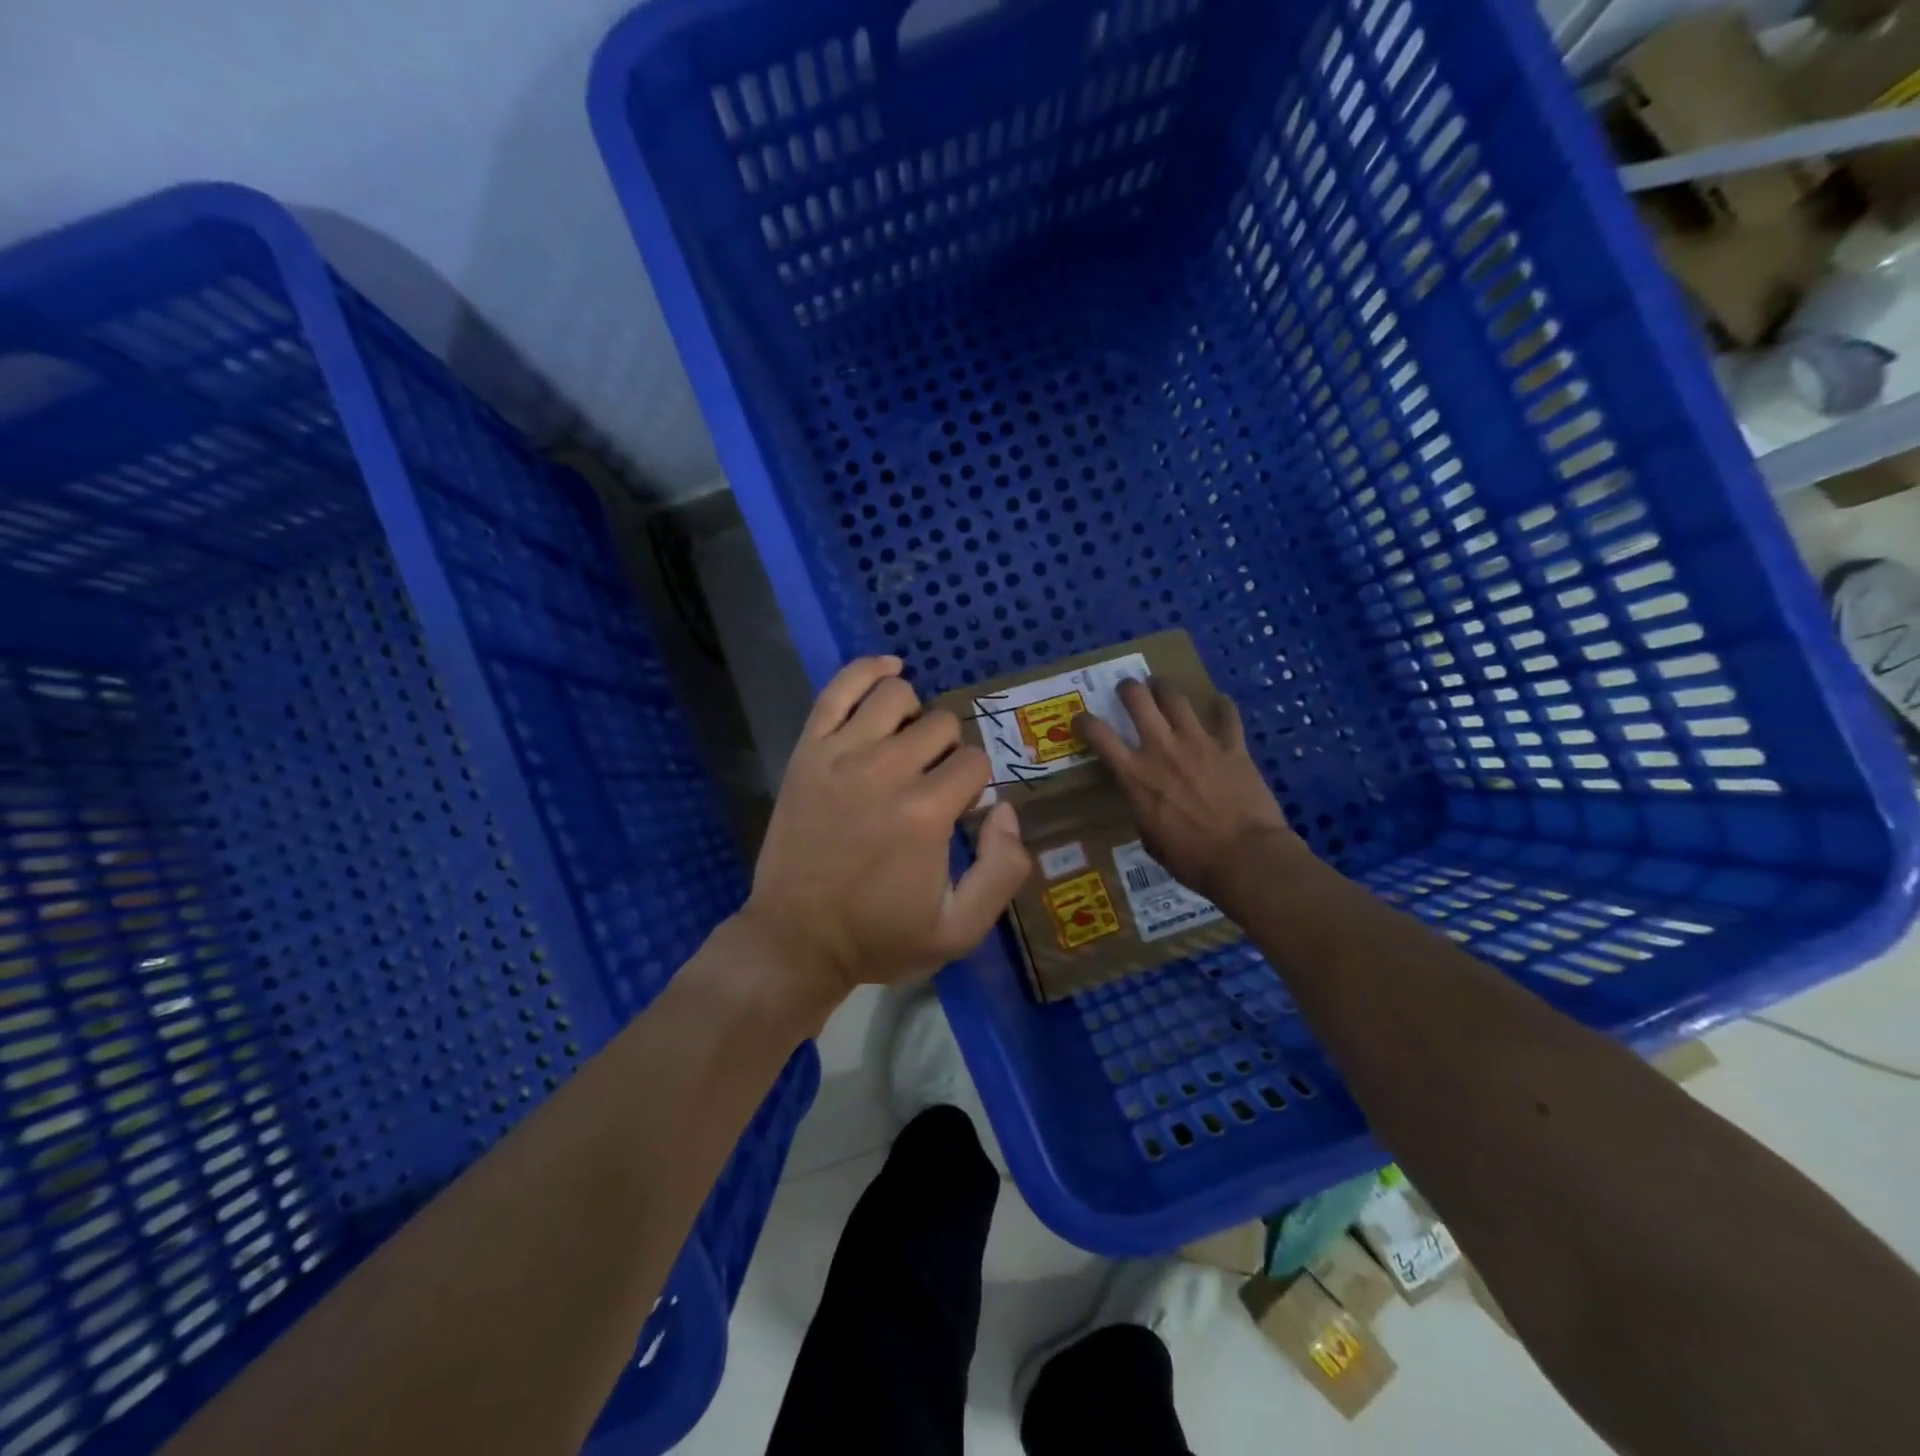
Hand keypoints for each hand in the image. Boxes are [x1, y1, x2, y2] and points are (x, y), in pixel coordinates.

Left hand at [740, 656, 1031, 1014]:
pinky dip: (869, 670)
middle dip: (949, 753)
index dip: (976, 786)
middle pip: (942, 725)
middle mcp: (886, 770)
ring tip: (908, 746)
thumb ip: (1002, 870)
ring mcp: (841, 754)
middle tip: (933, 785)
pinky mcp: (808, 749)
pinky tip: (889, 670)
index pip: (975, 764)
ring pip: (898, 695)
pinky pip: (840, 687)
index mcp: (926, 813)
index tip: (959, 812)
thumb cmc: (880, 937)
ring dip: (915, 715)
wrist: (796, 939)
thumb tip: (1006, 810)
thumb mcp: (959, 929)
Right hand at [1074, 679, 1304, 906]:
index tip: (1081, 720)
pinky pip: (1227, 716)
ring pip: (1176, 698)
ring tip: (1162, 687)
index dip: (1084, 722)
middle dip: (1128, 689)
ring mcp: (1199, 743)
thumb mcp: (1150, 838)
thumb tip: (1144, 800)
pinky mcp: (1232, 746)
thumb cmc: (1192, 860)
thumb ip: (1142, 808)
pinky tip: (1220, 702)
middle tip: (1128, 690)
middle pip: (1138, 699)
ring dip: (1165, 688)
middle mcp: (1162, 748)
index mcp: (1136, 775)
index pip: (1099, 735)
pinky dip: (1222, 706)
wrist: (1246, 858)